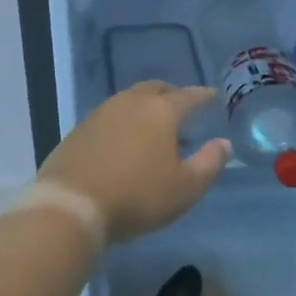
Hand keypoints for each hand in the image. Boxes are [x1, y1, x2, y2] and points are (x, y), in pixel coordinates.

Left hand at [38, 83, 231, 244]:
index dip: (204, 96)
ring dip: (146, 110)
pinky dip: (124, 123)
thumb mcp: (185, 188)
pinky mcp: (79, 131)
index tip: (214, 97)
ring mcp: (100, 114)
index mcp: (160, 111)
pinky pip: (110, 118)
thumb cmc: (136, 196)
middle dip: (172, 96)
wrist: (71, 206)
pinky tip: (125, 144)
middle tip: (183, 110)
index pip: (188, 96)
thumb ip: (210, 163)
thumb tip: (223, 144)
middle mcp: (130, 103)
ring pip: (130, 101)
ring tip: (155, 132)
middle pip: (155, 90)